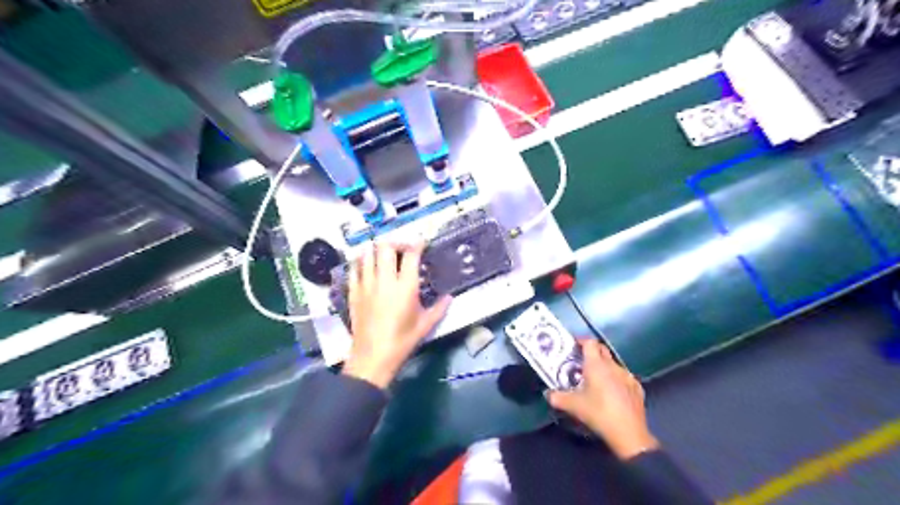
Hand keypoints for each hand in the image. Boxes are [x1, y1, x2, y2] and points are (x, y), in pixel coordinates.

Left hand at [340, 240, 449, 390]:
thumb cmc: (402, 341)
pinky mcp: (353, 292)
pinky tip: (365, 264)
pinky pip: (354, 268)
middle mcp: (385, 280)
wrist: (372, 357)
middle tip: (401, 248)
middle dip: (395, 242)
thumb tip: (450, 297)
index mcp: (405, 287)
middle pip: (385, 247)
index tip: (421, 241)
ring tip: (383, 253)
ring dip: (376, 249)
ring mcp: (366, 284)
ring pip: (367, 253)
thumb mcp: (426, 325)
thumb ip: (439, 308)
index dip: (417, 243)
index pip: (411, 255)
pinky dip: (360, 262)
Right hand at [546, 339, 657, 460]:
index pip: (590, 342)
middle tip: (581, 362)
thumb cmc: (598, 413)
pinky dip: (617, 379)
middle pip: (602, 349)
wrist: (628, 433)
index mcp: (596, 364)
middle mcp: (612, 365)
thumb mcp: (573, 406)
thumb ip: (557, 397)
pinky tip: (613, 392)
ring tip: (596, 379)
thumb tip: (548, 394)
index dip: (581, 341)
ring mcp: (627, 376)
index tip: (574, 347)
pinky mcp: (637, 387)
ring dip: (604, 366)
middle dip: (592, 352)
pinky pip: (624, 377)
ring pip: (613, 364)